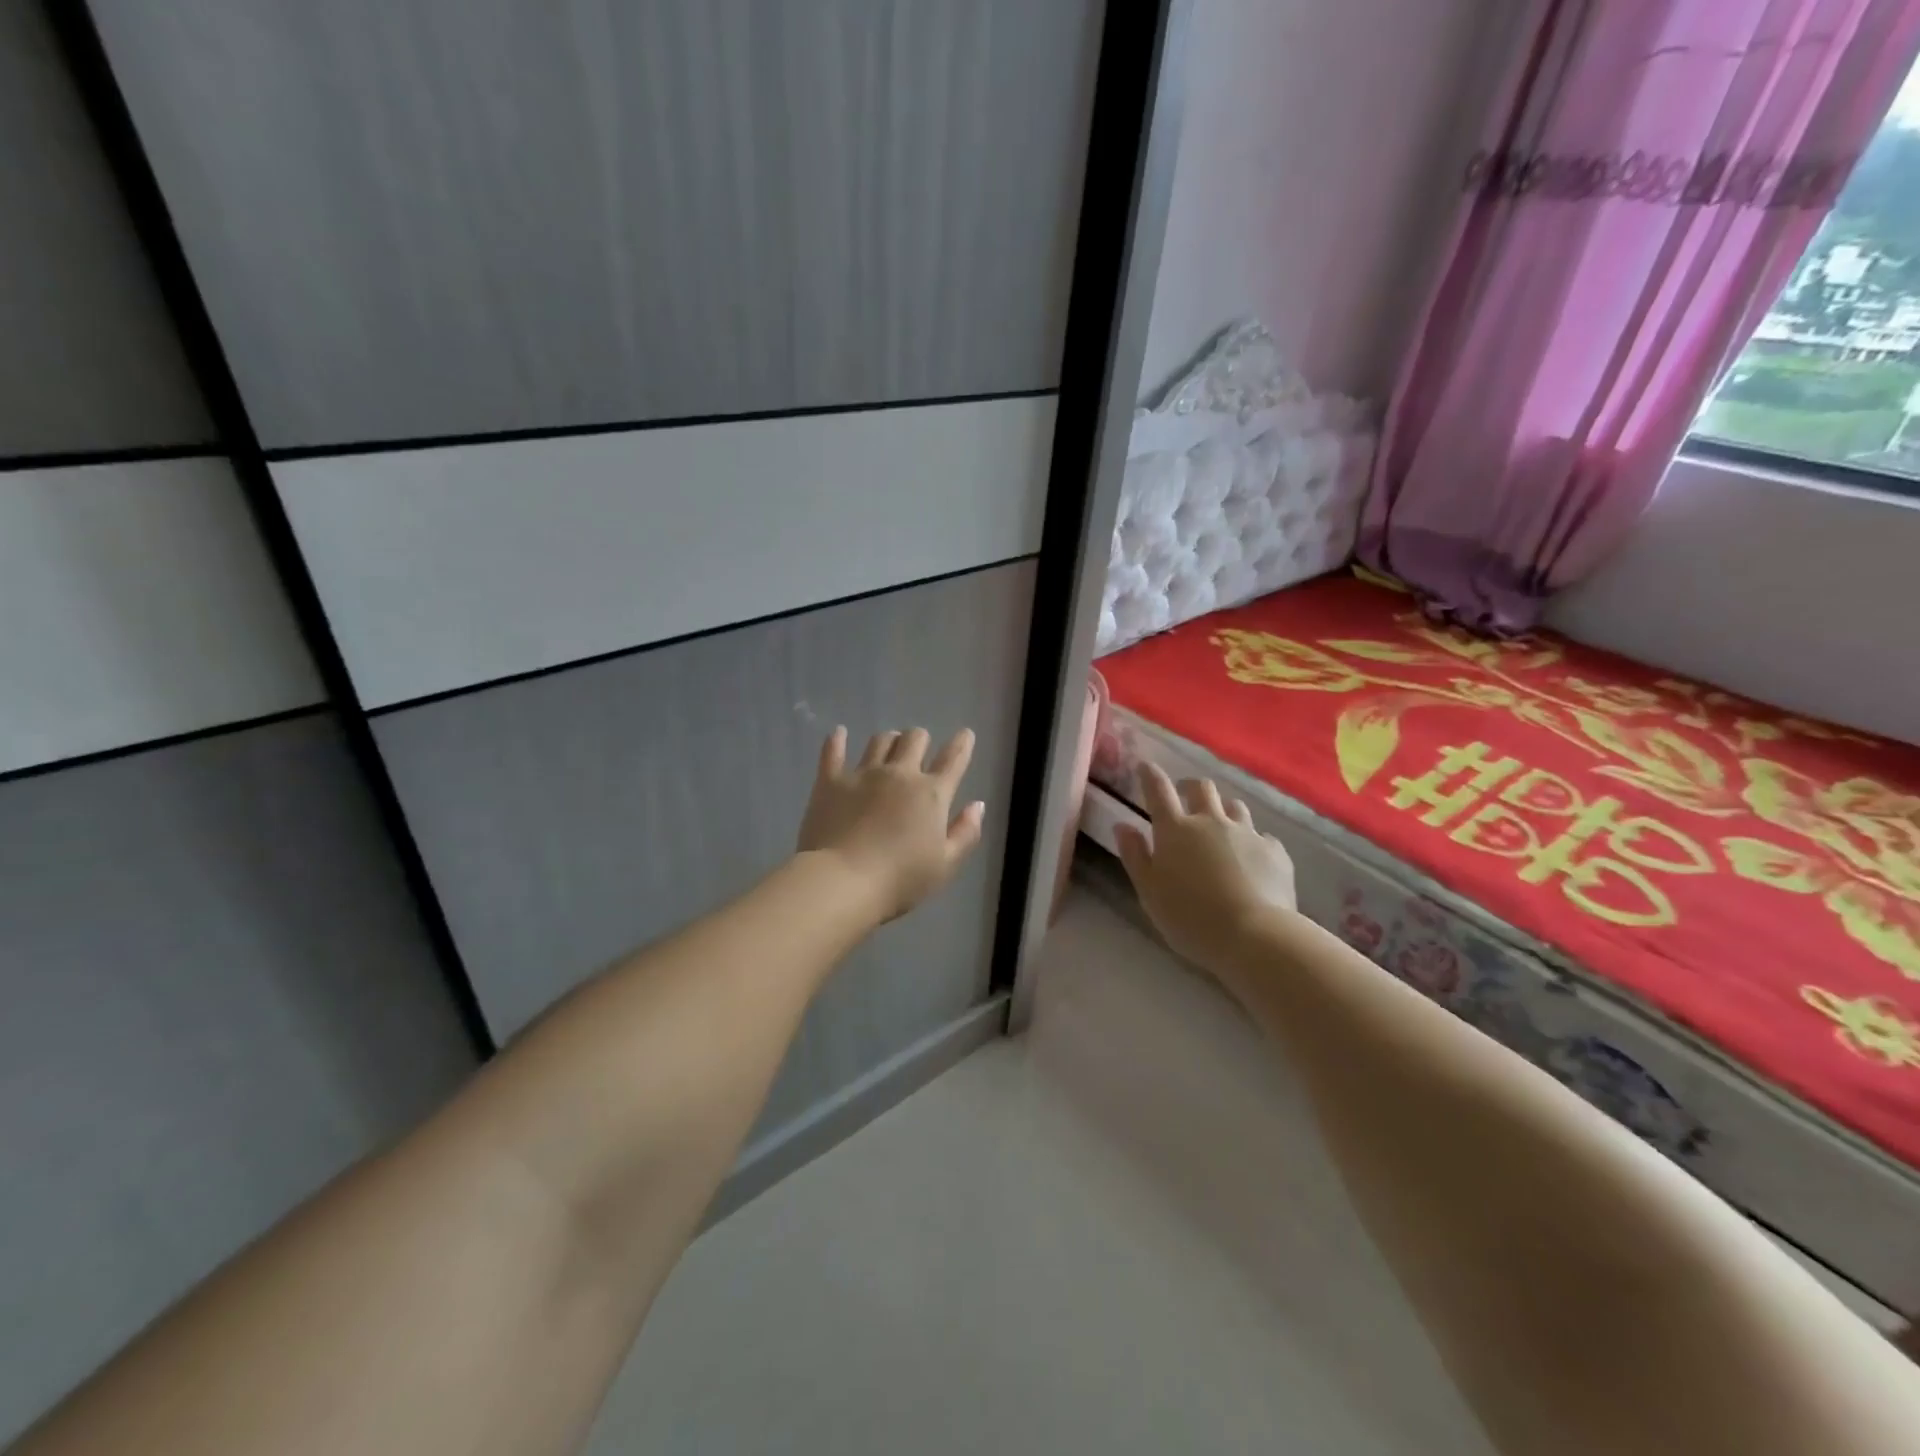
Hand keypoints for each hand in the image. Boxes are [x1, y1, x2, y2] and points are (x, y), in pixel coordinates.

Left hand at [796, 726, 986, 923]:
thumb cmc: (901, 880)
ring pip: (879, 741)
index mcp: (931, 794)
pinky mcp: (830, 782)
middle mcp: (899, 774)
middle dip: (921, 739)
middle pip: (914, 739)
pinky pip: (833, 752)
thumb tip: (978, 805)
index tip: (965, 734)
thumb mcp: (946, 865)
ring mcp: (863, 774)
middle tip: (919, 748)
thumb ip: (966, 833)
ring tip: (889, 745)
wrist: (843, 881)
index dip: (962, 744)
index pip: (953, 759)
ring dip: (889, 740)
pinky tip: (839, 733)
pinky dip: (837, 740)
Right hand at [1115, 763, 1296, 972]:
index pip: (1158, 790)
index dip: (1150, 774)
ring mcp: (1247, 833)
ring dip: (1223, 810)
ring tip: (1220, 827)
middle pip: (1201, 788)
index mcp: (1175, 830)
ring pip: (1234, 806)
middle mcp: (1211, 821)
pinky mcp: (1275, 851)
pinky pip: (1262, 837)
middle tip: (1184, 796)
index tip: (1145, 766)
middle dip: (1190, 786)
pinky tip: (1252, 860)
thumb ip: (1135, 856)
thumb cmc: (1190, 917)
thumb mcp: (1149, 891)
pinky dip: (1253, 842)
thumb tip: (1123, 826)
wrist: (1255, 936)